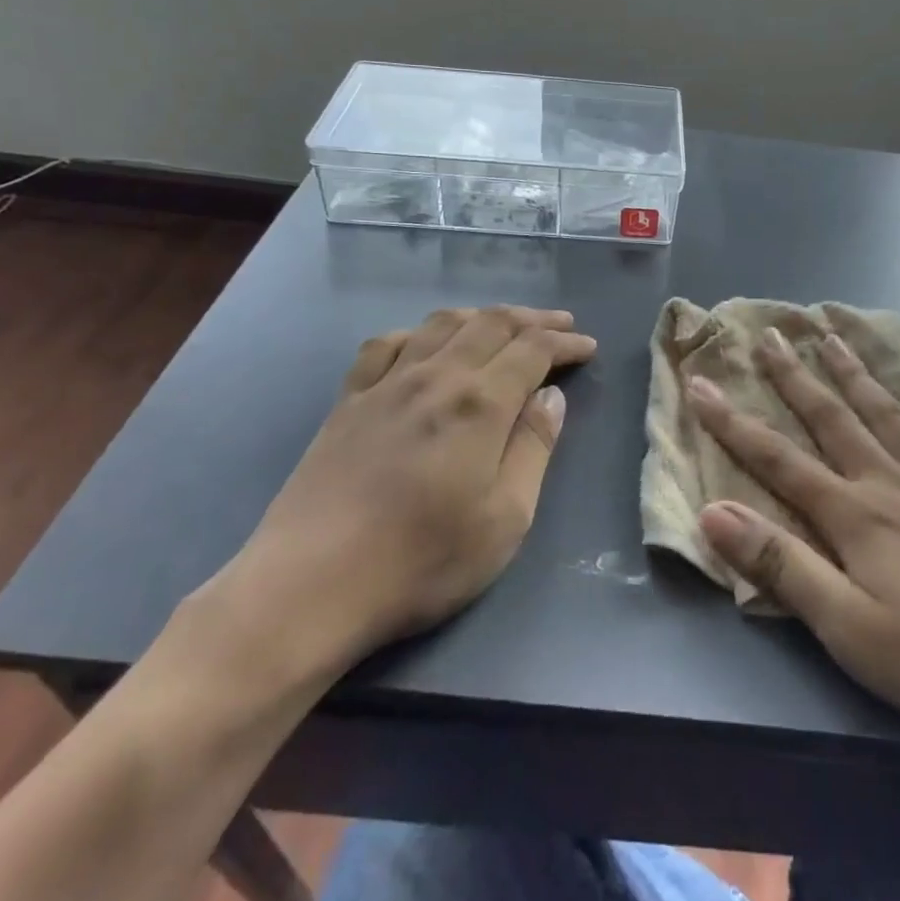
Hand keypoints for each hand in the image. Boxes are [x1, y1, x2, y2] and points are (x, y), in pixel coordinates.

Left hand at [205, 306, 596, 691]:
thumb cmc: (423, 561)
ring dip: (482, 316)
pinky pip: (387, 344)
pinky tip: (426, 344)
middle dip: (533, 319)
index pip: (533, 349)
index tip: (588, 347)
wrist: (311, 585)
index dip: (565, 342)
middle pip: (492, 323)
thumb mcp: (506, 518)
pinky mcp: (349, 400)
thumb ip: (534, 448)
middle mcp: (436, 376)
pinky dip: (419, 332)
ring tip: (504, 325)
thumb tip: (551, 396)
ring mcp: (386, 383)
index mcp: (479, 403)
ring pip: (442, 324)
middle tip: (560, 324)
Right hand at [686, 329, 899, 769]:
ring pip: (890, 413)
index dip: (732, 422)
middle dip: (795, 376)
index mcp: (855, 515)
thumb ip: (781, 566)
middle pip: (833, 418)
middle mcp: (893, 484)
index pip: (777, 459)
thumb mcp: (849, 629)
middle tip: (771, 334)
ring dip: (857, 373)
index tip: (699, 384)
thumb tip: (712, 512)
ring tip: (835, 335)